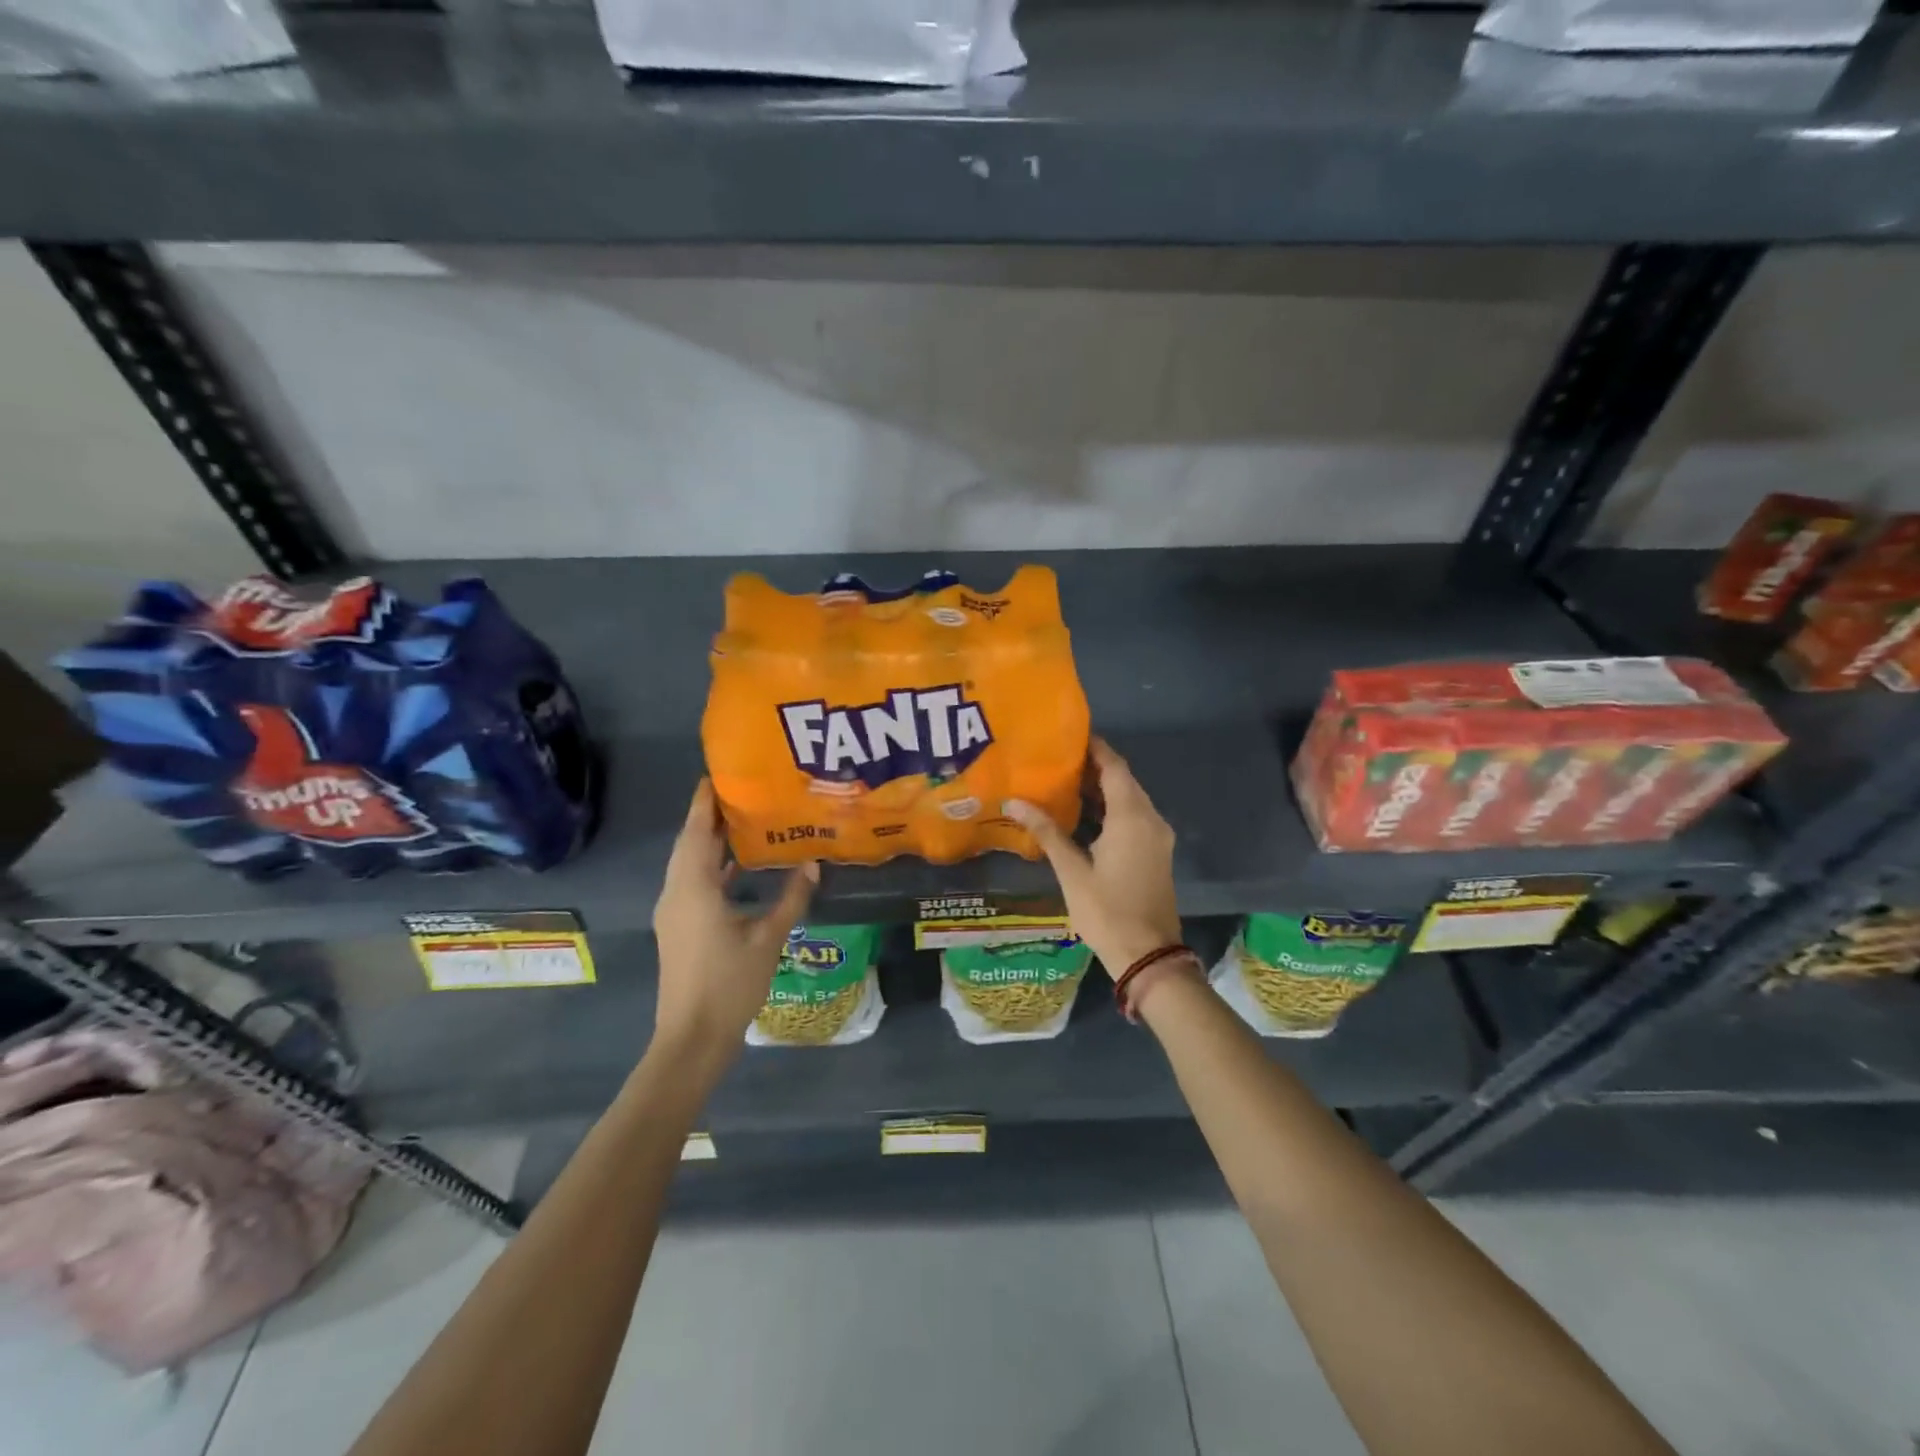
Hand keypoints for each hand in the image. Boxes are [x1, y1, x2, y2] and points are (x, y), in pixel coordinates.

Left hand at [650, 780, 817, 1063]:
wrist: (692, 1038)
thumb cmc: (729, 984)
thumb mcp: (768, 938)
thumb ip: (791, 899)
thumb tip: (813, 863)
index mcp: (693, 888)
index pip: (696, 832)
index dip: (704, 802)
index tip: (718, 774)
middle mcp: (677, 893)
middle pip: (690, 844)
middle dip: (710, 816)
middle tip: (741, 791)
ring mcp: (675, 912)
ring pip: (689, 864)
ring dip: (709, 841)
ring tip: (742, 819)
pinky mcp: (679, 927)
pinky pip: (692, 883)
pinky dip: (711, 866)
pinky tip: (737, 865)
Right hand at [1004, 738, 1180, 978]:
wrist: (1148, 956)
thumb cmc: (1107, 911)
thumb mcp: (1072, 871)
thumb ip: (1047, 832)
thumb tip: (1015, 802)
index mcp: (1132, 817)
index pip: (1114, 767)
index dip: (1095, 748)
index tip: (1068, 735)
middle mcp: (1150, 819)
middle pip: (1123, 780)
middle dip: (1094, 767)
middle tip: (1057, 758)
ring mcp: (1156, 838)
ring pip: (1130, 800)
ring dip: (1102, 789)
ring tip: (1063, 781)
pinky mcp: (1155, 853)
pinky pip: (1134, 817)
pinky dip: (1111, 809)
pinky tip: (1084, 813)